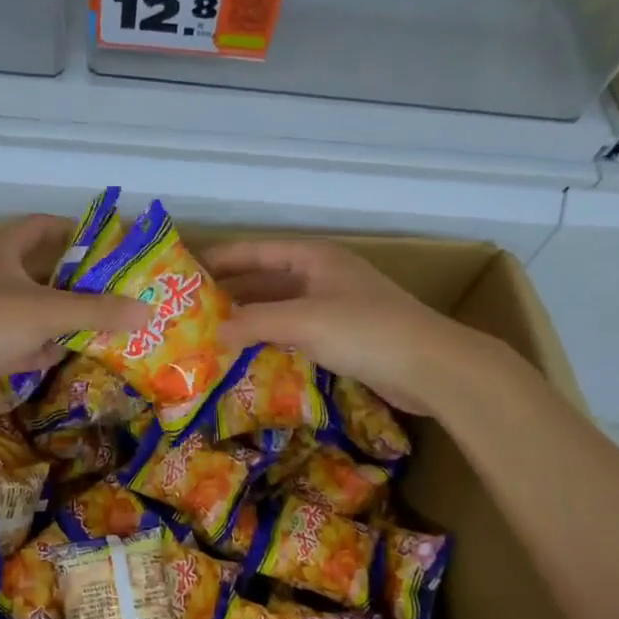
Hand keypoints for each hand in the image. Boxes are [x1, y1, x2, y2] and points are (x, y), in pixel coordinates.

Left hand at [0, 216, 148, 417]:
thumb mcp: (48, 310)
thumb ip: (98, 311)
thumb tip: (146, 311)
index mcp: (2, 250)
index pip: (41, 226)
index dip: (73, 230)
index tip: (106, 245)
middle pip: (41, 271)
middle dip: (76, 282)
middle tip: (115, 290)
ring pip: (32, 310)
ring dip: (61, 317)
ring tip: (103, 322)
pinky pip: (20, 342)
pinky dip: (42, 347)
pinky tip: (68, 353)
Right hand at [203, 239, 466, 414]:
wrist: (431, 366)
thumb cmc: (366, 330)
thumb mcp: (304, 320)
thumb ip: (255, 322)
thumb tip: (214, 332)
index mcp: (314, 258)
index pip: (257, 251)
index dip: (223, 258)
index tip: (188, 271)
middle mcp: (322, 276)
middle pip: (267, 279)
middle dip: (232, 292)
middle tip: (192, 309)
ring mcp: (334, 306)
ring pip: (280, 308)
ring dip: (250, 319)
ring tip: (211, 333)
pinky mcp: (343, 336)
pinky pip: (295, 331)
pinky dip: (271, 339)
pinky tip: (249, 354)